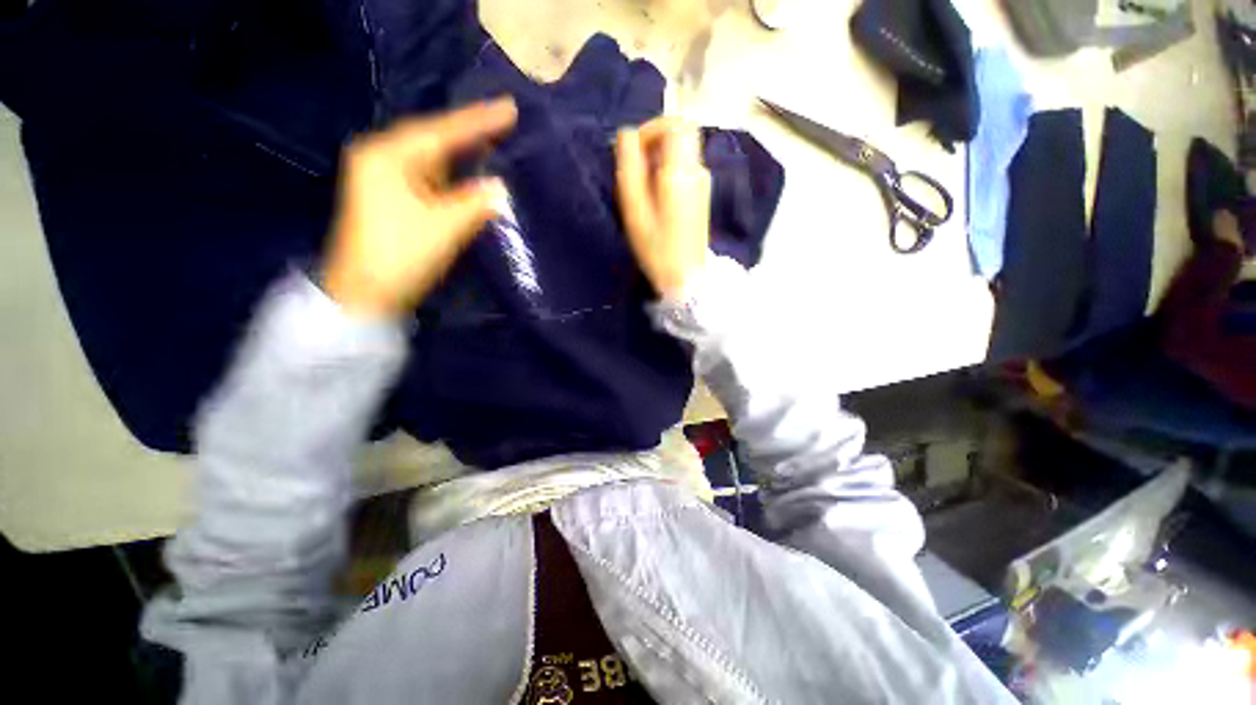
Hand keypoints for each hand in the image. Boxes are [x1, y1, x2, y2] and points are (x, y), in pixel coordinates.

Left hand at [322, 98, 516, 317]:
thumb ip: (476, 203)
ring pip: (433, 159)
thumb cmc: (401, 256)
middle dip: (470, 133)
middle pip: (434, 139)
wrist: (366, 294)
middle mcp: (382, 159)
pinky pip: (432, 178)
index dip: (478, 121)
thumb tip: (500, 188)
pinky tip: (472, 170)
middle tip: (505, 120)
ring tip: (495, 139)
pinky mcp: (394, 199)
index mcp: (387, 157)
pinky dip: (455, 175)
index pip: (440, 132)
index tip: (509, 107)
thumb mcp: (444, 227)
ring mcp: (386, 179)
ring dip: (463, 153)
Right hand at [615, 118, 711, 298]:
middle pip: (679, 133)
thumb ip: (629, 168)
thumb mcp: (634, 210)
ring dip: (657, 158)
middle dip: (653, 142)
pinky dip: (666, 170)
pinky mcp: (701, 193)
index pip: (676, 123)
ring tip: (642, 188)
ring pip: (680, 150)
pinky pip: (682, 166)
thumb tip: (626, 135)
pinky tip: (655, 197)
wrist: (686, 277)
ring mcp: (702, 182)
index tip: (633, 150)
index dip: (651, 128)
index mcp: (681, 172)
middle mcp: (697, 170)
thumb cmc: (656, 249)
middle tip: (635, 168)